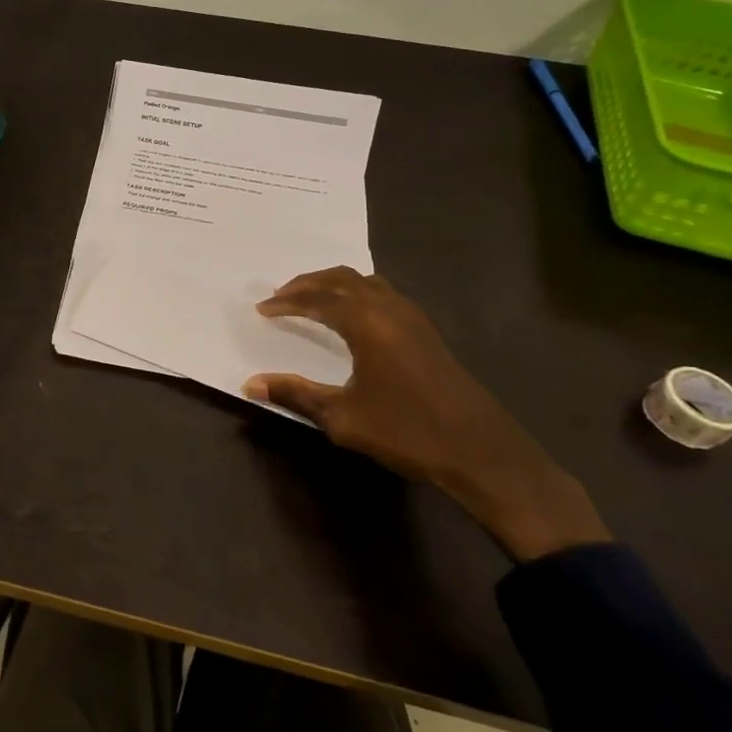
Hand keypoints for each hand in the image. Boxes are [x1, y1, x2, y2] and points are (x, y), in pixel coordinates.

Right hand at [244, 267, 609, 561]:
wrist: (481, 452)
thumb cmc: (407, 432)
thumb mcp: (342, 418)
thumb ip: (295, 395)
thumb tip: (250, 385)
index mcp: (367, 323)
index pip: (317, 299)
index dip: (286, 302)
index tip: (262, 309)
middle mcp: (389, 308)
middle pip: (340, 278)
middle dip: (307, 283)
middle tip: (280, 296)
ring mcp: (412, 317)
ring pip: (365, 281)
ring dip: (333, 284)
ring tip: (310, 299)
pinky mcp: (426, 330)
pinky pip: (382, 293)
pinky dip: (356, 292)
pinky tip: (351, 315)